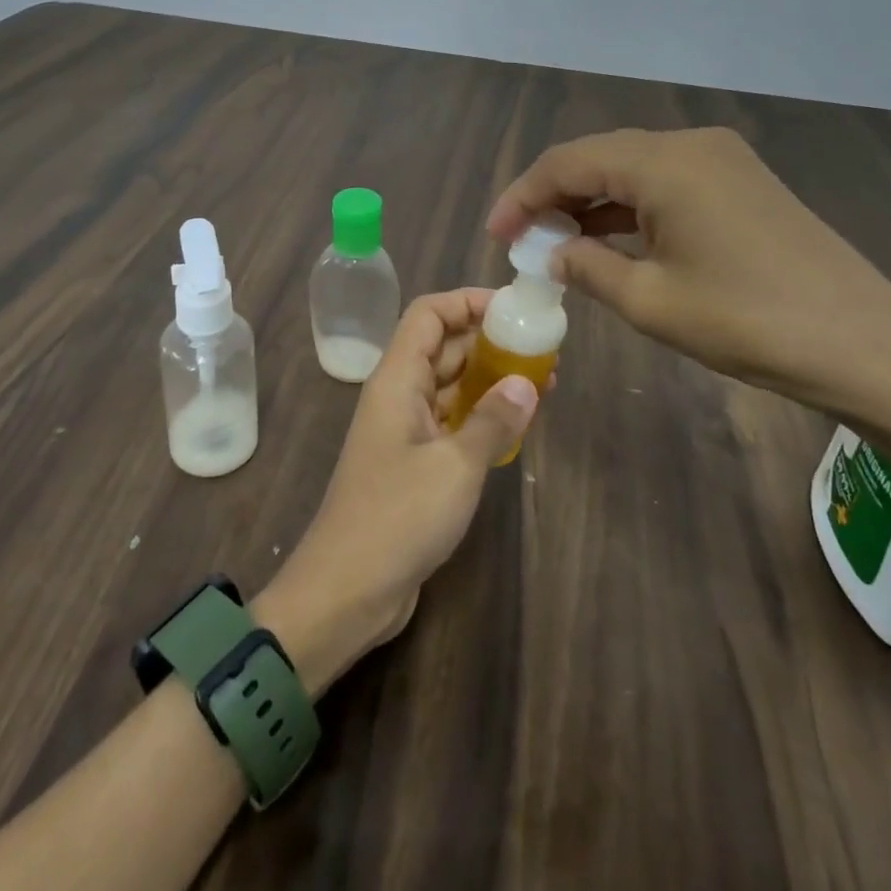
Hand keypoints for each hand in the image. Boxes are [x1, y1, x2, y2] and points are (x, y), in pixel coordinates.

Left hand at [254, 289, 539, 693]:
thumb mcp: (455, 467)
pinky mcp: (414, 461)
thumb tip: (527, 383)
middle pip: (443, 346)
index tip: (514, 309)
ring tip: (543, 382)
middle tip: (543, 349)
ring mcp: (405, 429)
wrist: (347, 590)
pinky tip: (517, 422)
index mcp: (397, 378)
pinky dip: (481, 413)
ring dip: (491, 378)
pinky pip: (451, 419)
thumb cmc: (398, 517)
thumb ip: (493, 420)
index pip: (428, 314)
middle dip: (490, 340)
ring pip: (450, 384)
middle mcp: (399, 394)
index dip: (468, 301)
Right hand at [487, 127, 890, 406]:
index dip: (523, 195)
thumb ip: (588, 267)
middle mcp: (690, 145)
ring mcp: (721, 161)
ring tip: (555, 243)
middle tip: (522, 239)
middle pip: (599, 158)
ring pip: (632, 170)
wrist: (866, 345)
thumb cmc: (749, 322)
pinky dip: (629, 209)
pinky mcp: (741, 184)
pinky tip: (609, 241)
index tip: (496, 234)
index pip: (569, 162)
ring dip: (591, 203)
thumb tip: (555, 252)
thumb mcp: (651, 301)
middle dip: (554, 196)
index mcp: (664, 162)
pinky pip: (666, 185)